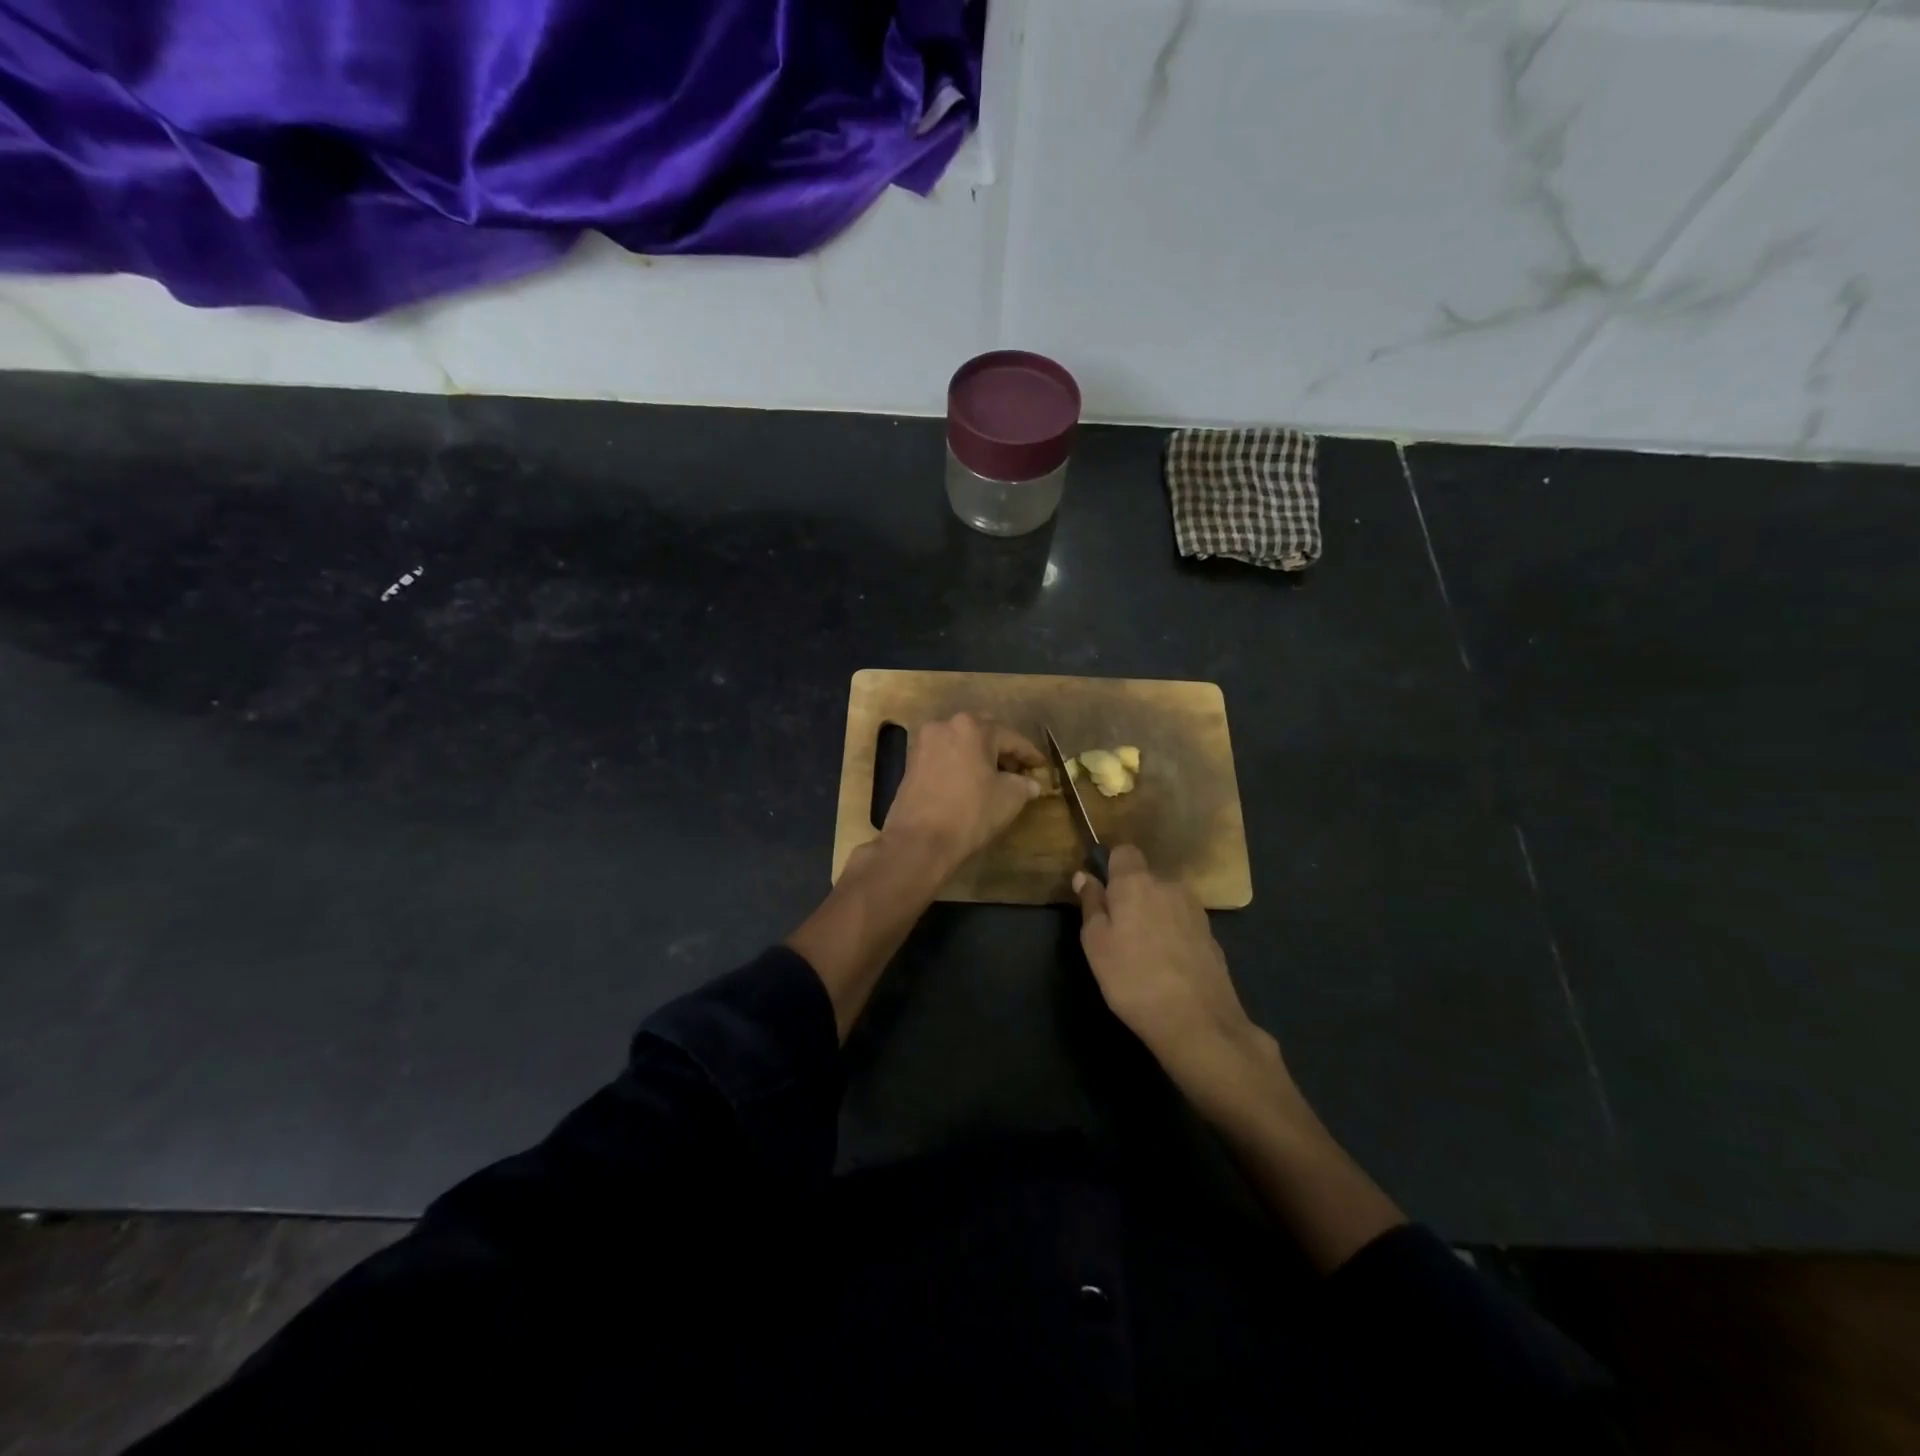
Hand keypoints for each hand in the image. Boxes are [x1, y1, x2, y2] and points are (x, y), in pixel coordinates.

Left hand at [882, 712, 1044, 879]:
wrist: (920, 840)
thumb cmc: (970, 813)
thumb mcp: (1009, 798)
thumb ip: (1024, 784)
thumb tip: (1031, 783)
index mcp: (972, 727)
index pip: (1011, 738)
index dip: (1030, 754)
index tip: (1042, 766)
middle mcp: (945, 725)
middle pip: (983, 733)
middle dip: (1002, 749)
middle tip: (1018, 769)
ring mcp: (924, 742)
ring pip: (961, 742)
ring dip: (979, 755)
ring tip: (995, 776)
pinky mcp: (911, 761)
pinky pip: (944, 755)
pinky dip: (960, 763)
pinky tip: (970, 781)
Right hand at [1075, 845, 1295, 1115]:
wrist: (1198, 1022)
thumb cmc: (1133, 979)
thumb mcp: (1096, 944)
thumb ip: (1091, 904)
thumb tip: (1084, 875)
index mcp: (1137, 882)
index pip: (1124, 851)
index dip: (1110, 867)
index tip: (1101, 894)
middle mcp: (1169, 885)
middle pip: (1145, 877)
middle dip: (1131, 895)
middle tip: (1117, 931)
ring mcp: (1195, 909)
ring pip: (1164, 900)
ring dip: (1152, 914)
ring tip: (1143, 951)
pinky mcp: (1211, 934)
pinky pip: (1181, 921)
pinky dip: (1171, 933)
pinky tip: (1166, 964)